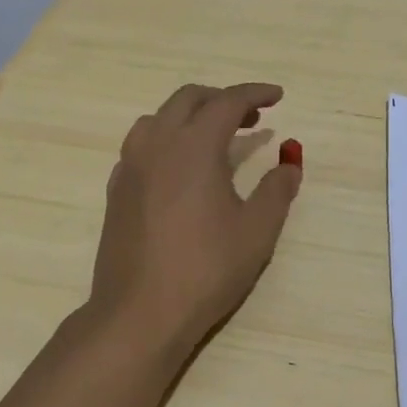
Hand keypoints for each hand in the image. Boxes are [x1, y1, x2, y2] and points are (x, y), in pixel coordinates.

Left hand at [89, 82, 302, 349]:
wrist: (139, 313)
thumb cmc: (206, 269)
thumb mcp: (256, 231)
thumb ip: (277, 190)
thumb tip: (289, 164)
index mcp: (194, 145)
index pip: (227, 102)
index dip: (255, 93)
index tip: (277, 96)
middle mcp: (157, 144)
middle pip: (188, 99)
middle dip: (222, 99)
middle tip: (251, 118)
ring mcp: (131, 166)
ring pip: (158, 118)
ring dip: (190, 116)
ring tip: (214, 139)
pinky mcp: (117, 190)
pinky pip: (141, 145)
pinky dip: (166, 140)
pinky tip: (180, 169)